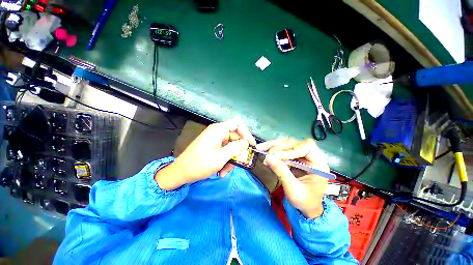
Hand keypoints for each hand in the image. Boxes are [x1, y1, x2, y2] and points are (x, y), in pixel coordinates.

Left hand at [155, 118, 256, 189]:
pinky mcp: (213, 147)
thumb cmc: (199, 164)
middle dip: (238, 152)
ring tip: (225, 171)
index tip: (251, 145)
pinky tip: (221, 171)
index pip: (237, 124)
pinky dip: (225, 160)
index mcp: (218, 130)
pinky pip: (225, 151)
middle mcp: (217, 132)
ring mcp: (215, 140)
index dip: (246, 133)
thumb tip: (246, 143)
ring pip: (231, 147)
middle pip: (235, 138)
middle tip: (240, 163)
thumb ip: (235, 148)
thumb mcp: (220, 157)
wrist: (180, 173)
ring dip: (231, 159)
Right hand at [256, 138, 328, 218]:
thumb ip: (281, 172)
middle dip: (278, 146)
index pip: (307, 147)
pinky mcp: (295, 158)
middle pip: (295, 143)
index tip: (275, 155)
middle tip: (264, 150)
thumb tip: (267, 157)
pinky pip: (283, 150)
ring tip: (261, 148)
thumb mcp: (293, 190)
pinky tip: (265, 152)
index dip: (291, 149)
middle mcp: (312, 157)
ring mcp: (303, 157)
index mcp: (319, 165)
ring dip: (273, 146)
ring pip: (288, 144)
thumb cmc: (304, 202)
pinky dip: (273, 150)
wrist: (306, 209)